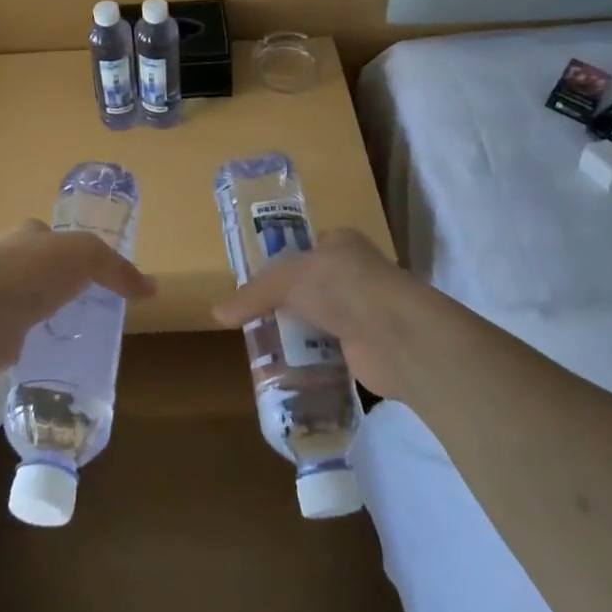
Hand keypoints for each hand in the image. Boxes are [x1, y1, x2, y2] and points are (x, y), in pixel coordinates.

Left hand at [0, 220, 152, 379]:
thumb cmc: (29, 272)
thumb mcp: (84, 255)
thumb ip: (116, 268)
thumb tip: (151, 288)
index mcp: (27, 234)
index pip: (53, 236)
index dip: (74, 250)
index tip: (96, 273)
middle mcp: (7, 261)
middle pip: (41, 270)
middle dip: (62, 285)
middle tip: (93, 307)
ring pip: (30, 304)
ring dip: (48, 316)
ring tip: (78, 335)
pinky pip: (21, 336)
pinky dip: (35, 343)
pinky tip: (54, 355)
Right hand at [211, 227, 437, 401]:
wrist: (394, 335)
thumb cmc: (341, 286)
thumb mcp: (286, 280)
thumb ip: (252, 294)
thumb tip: (216, 313)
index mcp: (341, 243)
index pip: (307, 248)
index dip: (282, 262)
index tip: (256, 282)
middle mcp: (355, 273)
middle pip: (311, 287)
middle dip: (287, 303)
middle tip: (254, 318)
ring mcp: (363, 310)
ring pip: (320, 320)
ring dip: (299, 333)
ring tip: (264, 346)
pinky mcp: (366, 347)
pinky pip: (331, 351)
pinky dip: (313, 360)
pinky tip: (290, 368)